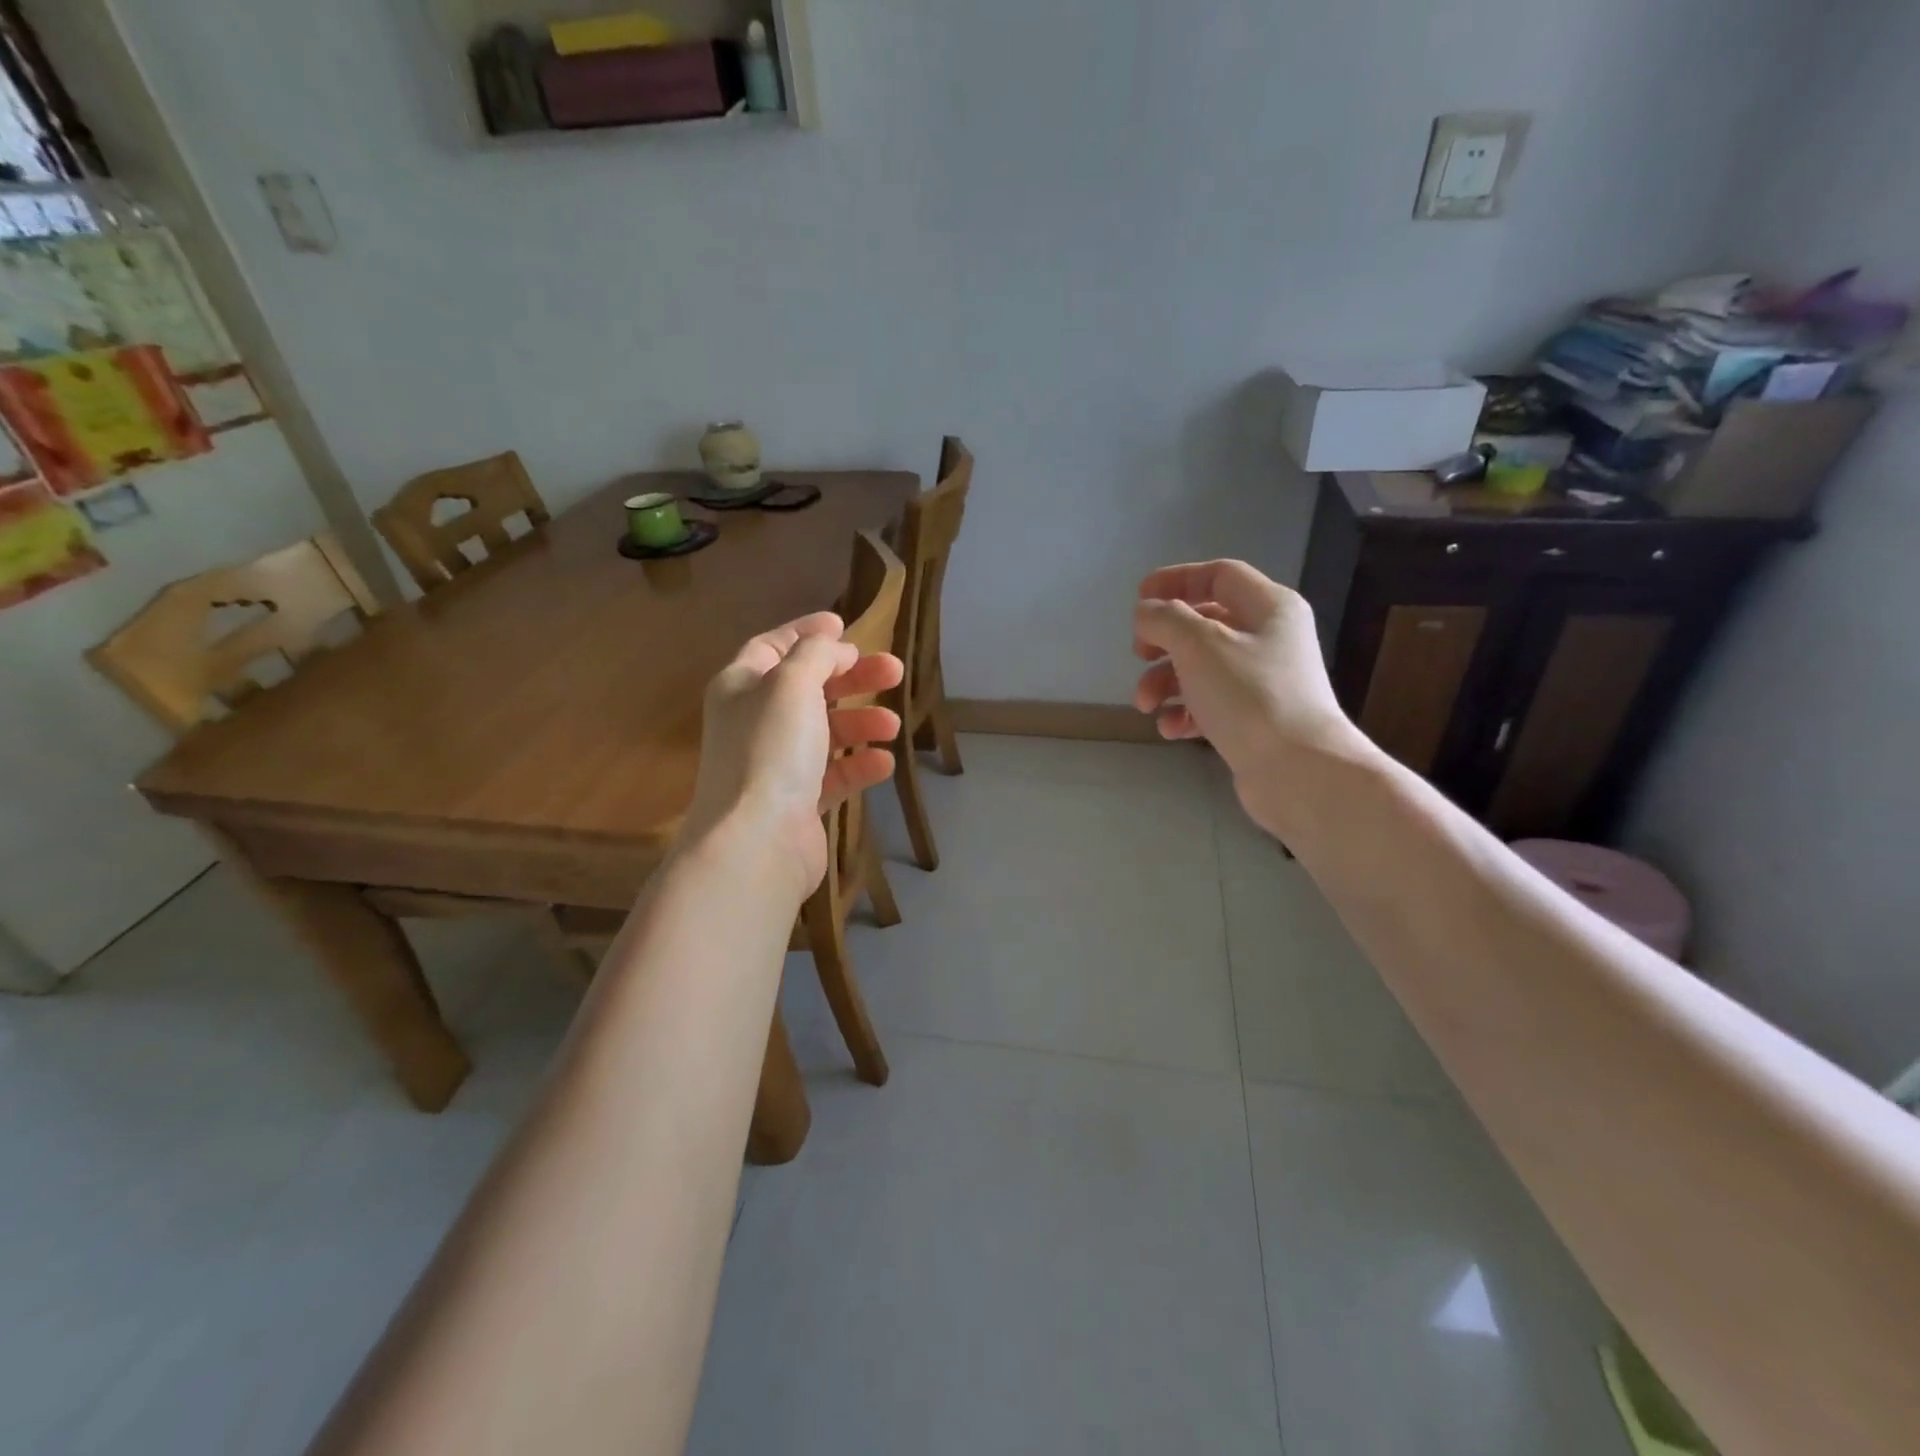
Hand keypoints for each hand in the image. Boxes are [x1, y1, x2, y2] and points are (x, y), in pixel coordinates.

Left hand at [683, 612, 903, 897]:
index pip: (773, 646)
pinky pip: (833, 774)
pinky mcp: (797, 802)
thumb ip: (816, 654)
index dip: (807, 632)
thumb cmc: (771, 749)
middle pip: (809, 688)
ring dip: (861, 723)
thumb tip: (834, 646)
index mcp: (740, 687)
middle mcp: (753, 722)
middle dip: (852, 677)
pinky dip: (859, 765)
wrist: (758, 841)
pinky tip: (884, 764)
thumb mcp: (793, 683)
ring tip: (892, 726)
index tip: (845, 624)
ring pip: (825, 731)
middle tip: (894, 671)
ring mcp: (775, 764)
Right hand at [1133, 560, 1366, 835]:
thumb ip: (1165, 618)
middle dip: (1164, 640)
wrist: (1298, 771)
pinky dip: (1185, 712)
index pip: (1218, 575)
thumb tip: (1148, 613)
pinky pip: (1211, 704)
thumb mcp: (1198, 645)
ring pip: (1202, 667)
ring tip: (1145, 705)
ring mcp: (1264, 681)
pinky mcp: (1255, 719)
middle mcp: (1270, 639)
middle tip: (1139, 654)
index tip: (1139, 599)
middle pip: (1205, 624)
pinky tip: (1171, 729)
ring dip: (1165, 682)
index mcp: (1269, 607)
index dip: (1176, 580)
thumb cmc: (1250, 696)